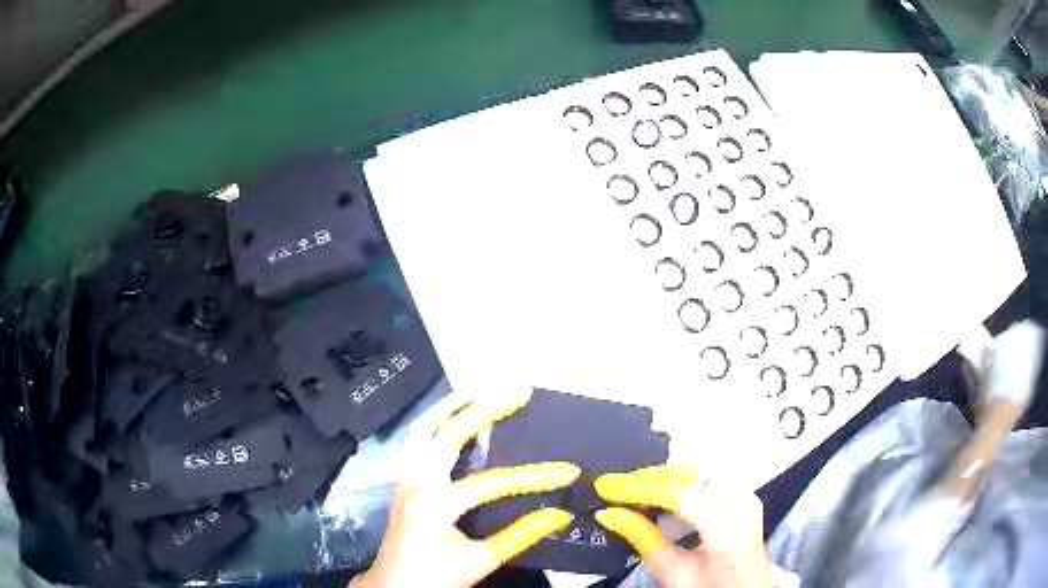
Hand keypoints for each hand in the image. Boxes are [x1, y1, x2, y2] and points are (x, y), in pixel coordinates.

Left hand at [351, 390, 579, 587]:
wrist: (394, 586)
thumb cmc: (436, 576)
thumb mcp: (481, 560)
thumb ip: (520, 535)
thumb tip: (560, 515)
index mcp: (437, 503)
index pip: (493, 482)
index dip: (534, 476)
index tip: (568, 471)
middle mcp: (417, 481)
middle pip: (449, 434)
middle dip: (485, 409)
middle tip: (516, 391)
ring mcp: (404, 477)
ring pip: (421, 429)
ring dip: (449, 406)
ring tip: (478, 390)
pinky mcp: (401, 481)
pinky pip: (413, 441)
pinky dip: (432, 422)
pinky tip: (448, 418)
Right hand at [593, 465, 772, 587]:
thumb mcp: (674, 573)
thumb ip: (644, 540)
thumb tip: (612, 514)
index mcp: (725, 524)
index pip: (674, 494)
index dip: (638, 489)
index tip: (608, 487)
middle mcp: (741, 501)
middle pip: (687, 478)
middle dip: (651, 482)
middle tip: (620, 491)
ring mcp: (746, 496)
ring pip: (697, 476)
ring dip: (665, 483)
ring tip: (639, 497)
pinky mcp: (745, 496)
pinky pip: (709, 481)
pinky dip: (683, 488)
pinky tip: (666, 501)